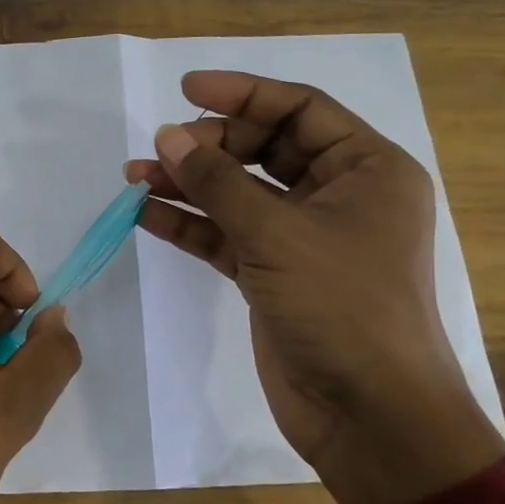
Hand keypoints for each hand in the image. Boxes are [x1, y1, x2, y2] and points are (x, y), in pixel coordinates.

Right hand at [126, 71, 504, 503]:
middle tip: (161, 147)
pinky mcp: (273, 275)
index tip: (187, 89)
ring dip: (189, 184)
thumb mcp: (277, 233)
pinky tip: (146, 215)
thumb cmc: (343, 306)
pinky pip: (225, 235)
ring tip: (135, 176)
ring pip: (238, 194)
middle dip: (209, 145)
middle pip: (264, 150)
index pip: (300, 110)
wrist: (369, 414)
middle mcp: (338, 196)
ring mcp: (302, 238)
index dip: (243, 94)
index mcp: (367, 170)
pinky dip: (189, 224)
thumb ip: (217, 182)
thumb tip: (167, 136)